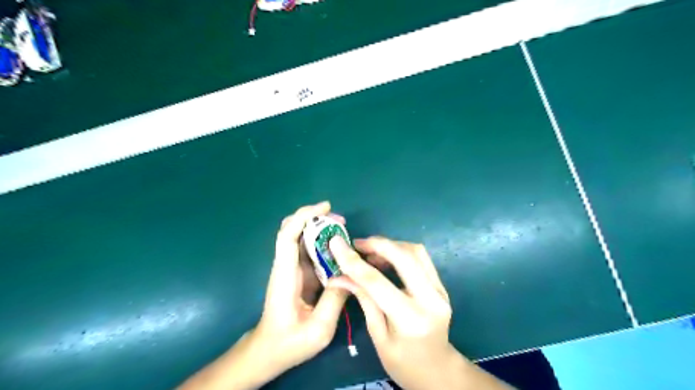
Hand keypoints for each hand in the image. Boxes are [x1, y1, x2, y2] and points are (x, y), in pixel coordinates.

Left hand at [180, 202, 346, 387]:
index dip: (304, 217)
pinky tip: (340, 249)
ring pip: (303, 239)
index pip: (287, 236)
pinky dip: (325, 245)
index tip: (325, 207)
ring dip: (322, 230)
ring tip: (344, 232)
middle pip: (293, 231)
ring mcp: (292, 269)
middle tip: (341, 221)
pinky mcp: (299, 275)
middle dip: (316, 219)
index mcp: (285, 275)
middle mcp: (286, 266)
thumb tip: (350, 275)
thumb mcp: (318, 329)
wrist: (270, 351)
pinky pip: (311, 252)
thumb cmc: (290, 342)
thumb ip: (334, 301)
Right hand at [330, 236, 511, 387]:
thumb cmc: (403, 362)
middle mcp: (430, 299)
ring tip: (369, 252)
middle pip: (404, 257)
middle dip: (377, 244)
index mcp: (410, 320)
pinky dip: (401, 251)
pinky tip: (386, 258)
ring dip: (390, 246)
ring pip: (415, 251)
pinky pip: (421, 258)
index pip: (376, 282)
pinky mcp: (441, 285)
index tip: (336, 243)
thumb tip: (339, 275)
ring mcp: (440, 290)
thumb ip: (363, 300)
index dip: (353, 261)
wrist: (438, 370)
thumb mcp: (378, 336)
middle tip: (356, 244)